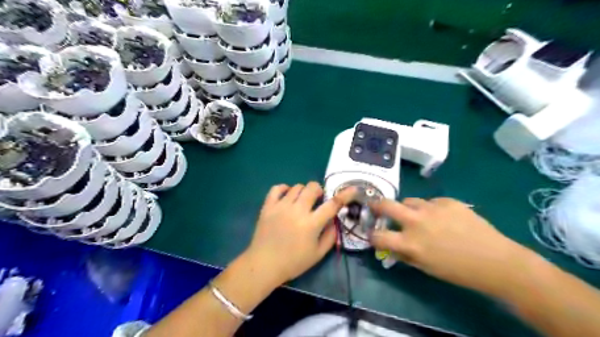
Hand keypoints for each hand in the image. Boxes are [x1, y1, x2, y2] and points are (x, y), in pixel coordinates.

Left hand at [245, 183, 354, 282]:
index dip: (345, 195)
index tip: (352, 189)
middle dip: (319, 191)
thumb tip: (334, 219)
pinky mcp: (268, 206)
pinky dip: (285, 189)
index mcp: (311, 224)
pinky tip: (287, 197)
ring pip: (297, 187)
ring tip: (301, 202)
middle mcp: (297, 211)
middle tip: (317, 200)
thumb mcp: (317, 254)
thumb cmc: (293, 262)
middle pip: (312, 187)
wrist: (264, 265)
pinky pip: (277, 188)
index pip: (332, 204)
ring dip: (303, 192)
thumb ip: (330, 235)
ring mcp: (281, 206)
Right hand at [371, 197, 533, 293]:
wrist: (495, 261)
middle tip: (376, 207)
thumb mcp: (426, 267)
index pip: (379, 236)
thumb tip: (391, 247)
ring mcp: (432, 208)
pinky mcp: (447, 201)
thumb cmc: (457, 271)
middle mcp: (416, 222)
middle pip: (386, 205)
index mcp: (410, 243)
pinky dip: (430, 208)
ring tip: (418, 215)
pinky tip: (443, 217)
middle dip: (376, 205)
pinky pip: (430, 201)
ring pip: (409, 200)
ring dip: (408, 208)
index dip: (372, 236)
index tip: (373, 235)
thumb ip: (405, 255)